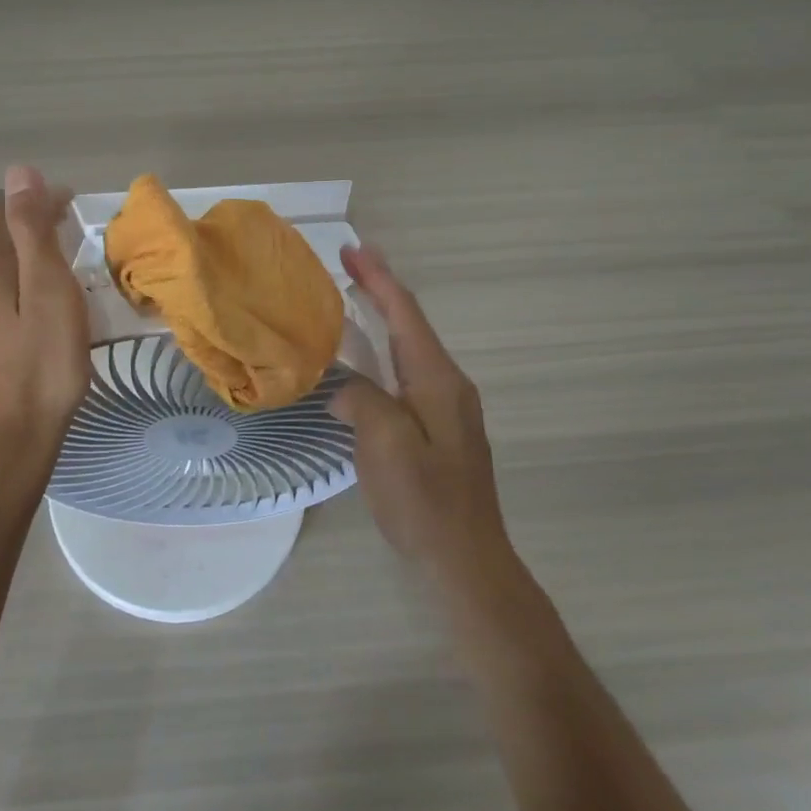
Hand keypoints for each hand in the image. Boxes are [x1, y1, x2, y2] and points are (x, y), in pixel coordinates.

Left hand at [0, 166, 90, 486]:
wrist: (2, 441)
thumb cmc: (42, 367)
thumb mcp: (51, 293)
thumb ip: (32, 229)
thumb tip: (19, 173)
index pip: (4, 205)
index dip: (40, 201)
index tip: (71, 211)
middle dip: (14, 218)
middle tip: (55, 236)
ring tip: (28, 264)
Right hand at [332, 244, 520, 602]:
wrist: (467, 563)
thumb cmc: (425, 503)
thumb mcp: (386, 446)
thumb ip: (362, 401)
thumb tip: (344, 387)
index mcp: (438, 380)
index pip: (405, 314)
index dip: (379, 278)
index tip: (353, 248)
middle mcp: (447, 384)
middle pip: (409, 324)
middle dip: (380, 291)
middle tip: (348, 264)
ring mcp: (446, 408)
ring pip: (408, 349)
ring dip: (381, 320)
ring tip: (350, 302)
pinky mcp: (438, 430)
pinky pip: (405, 375)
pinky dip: (382, 354)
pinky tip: (363, 364)